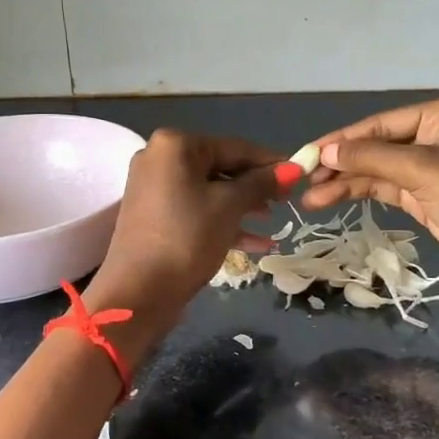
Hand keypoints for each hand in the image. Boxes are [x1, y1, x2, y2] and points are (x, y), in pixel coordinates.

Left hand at [85, 129, 292, 332]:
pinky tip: (256, 243)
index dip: (270, 162)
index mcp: (175, 145)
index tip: (300, 174)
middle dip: (255, 186)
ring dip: (242, 206)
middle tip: (287, 200)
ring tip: (272, 221)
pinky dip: (222, 222)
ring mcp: (154, 188)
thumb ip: (262, 183)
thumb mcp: (230, 206)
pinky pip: (196, 210)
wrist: (138, 293)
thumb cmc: (188, 238)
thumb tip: (293, 168)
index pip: (235, 147)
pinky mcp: (154, 216)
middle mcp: (160, 159)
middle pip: (220, 167)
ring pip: (209, 191)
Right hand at [298, 96, 438, 295]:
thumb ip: (370, 157)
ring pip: (378, 170)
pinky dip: (359, 194)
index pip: (382, 123)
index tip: (307, 153)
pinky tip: (330, 200)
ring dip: (345, 183)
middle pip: (377, 146)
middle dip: (341, 163)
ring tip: (309, 198)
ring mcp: (431, 167)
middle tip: (302, 177)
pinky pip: (386, 188)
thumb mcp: (421, 170)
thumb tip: (324, 151)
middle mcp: (436, 135)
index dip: (343, 139)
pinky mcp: (426, 196)